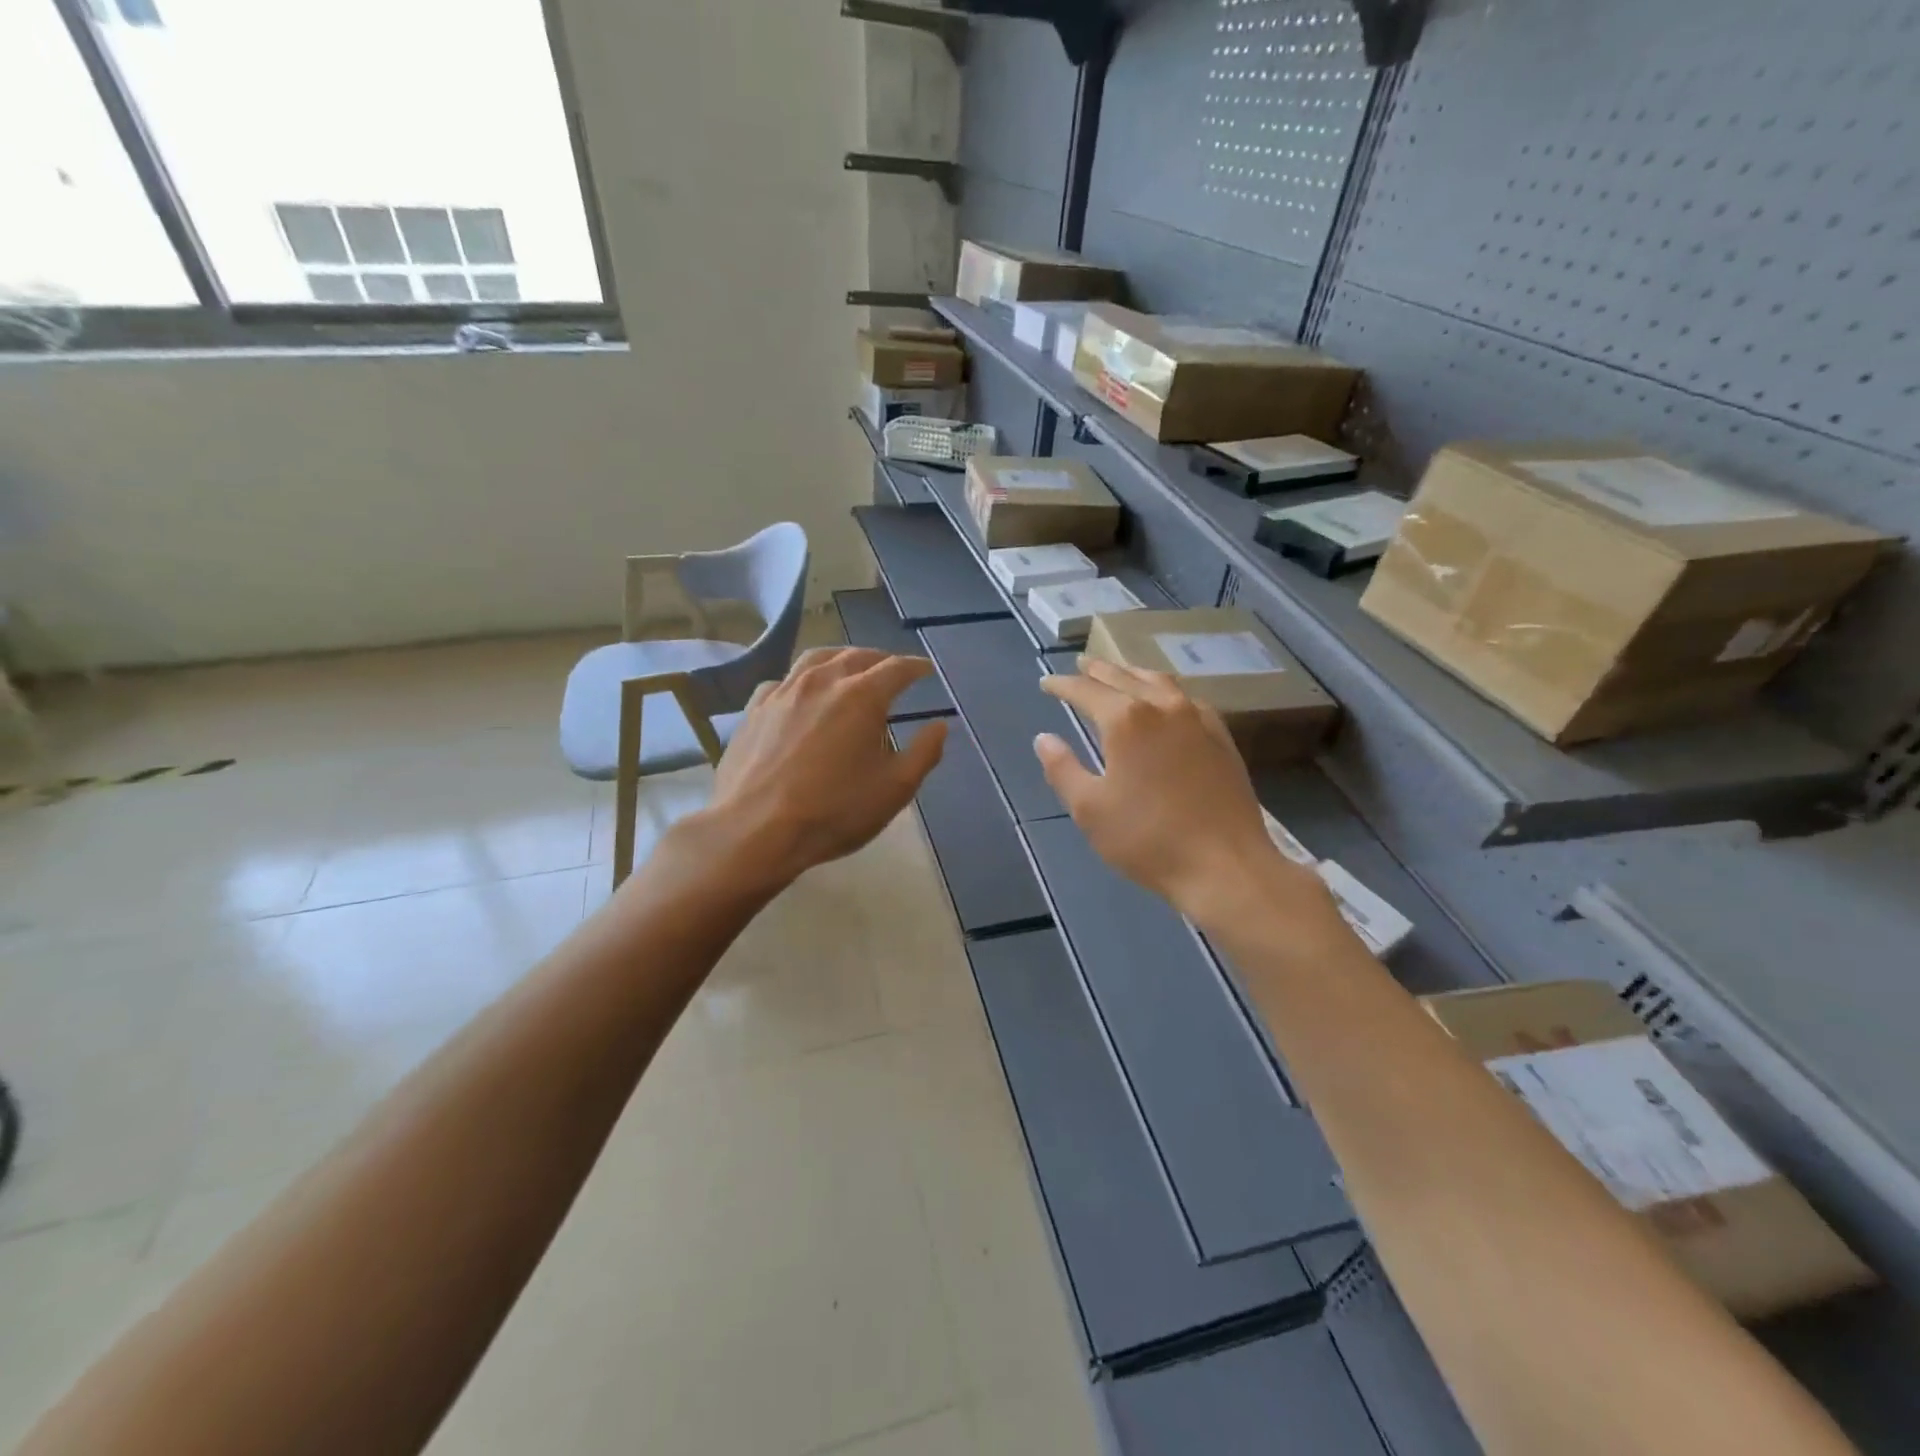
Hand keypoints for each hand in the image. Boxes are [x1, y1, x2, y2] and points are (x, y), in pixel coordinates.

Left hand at [704, 647, 946, 884]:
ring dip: (840, 659)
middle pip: (856, 656)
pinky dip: (802, 680)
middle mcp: (822, 681)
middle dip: (880, 660)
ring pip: (816, 658)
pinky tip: (801, 695)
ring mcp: (783, 691)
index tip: (926, 670)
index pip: (896, 668)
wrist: (756, 829)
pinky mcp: (754, 709)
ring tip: (849, 669)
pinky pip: (783, 681)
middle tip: (891, 671)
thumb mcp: (895, 789)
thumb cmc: (834, 810)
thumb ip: (924, 753)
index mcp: (862, 696)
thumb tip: (939, 726)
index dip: (915, 667)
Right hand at [1035, 658, 1333, 930]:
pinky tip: (1165, 703)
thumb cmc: (1148, 840)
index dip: (1062, 685)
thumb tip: (1044, 739)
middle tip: (1080, 665)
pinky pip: (1187, 699)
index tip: (1045, 683)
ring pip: (1160, 682)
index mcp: (1127, 720)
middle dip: (1098, 670)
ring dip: (1133, 674)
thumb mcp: (1090, 809)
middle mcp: (1164, 707)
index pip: (1086, 690)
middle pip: (1124, 677)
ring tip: (1119, 674)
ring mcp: (1199, 719)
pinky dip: (1164, 691)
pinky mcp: (1221, 738)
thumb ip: (1063, 769)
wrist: (1226, 866)